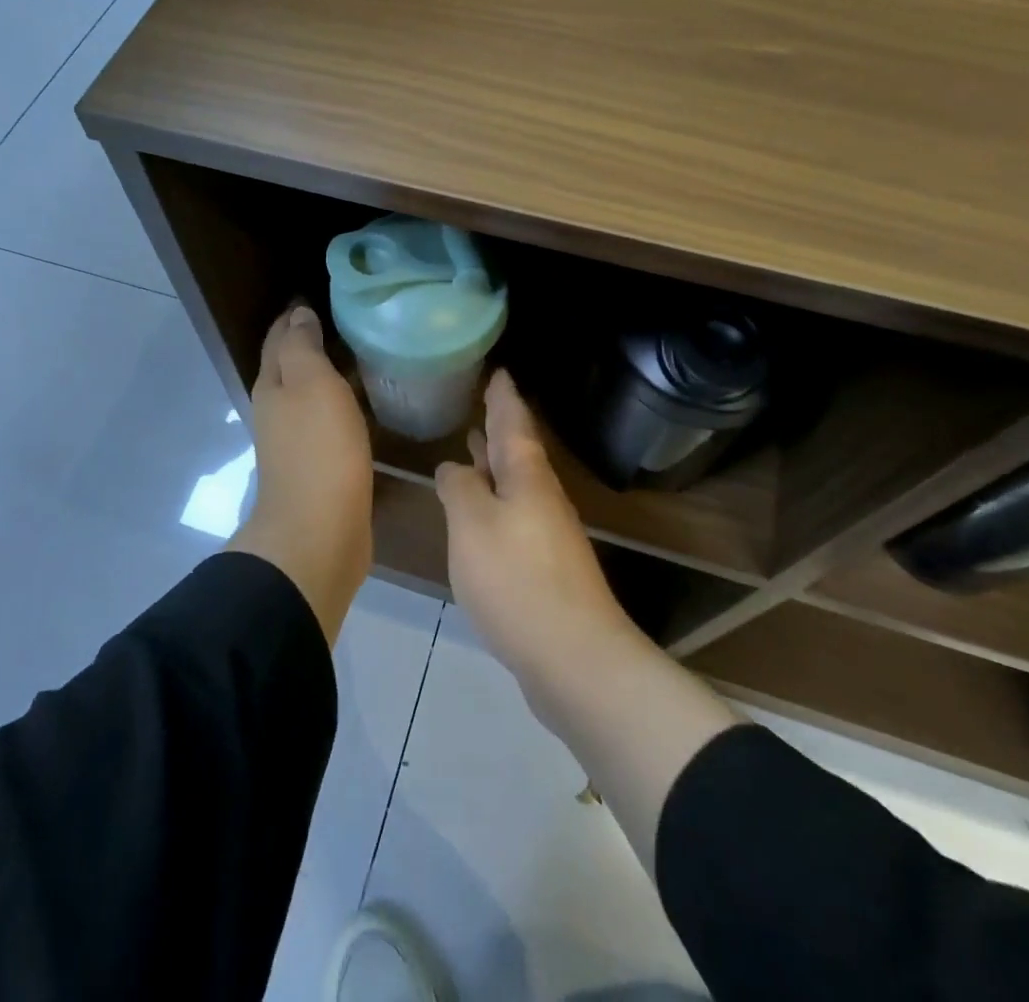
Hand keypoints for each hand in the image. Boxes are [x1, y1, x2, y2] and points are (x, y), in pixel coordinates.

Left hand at [227, 302, 374, 644]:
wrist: (318, 532)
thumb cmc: (318, 450)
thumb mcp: (311, 384)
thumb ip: (303, 347)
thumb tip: (298, 314)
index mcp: (272, 385)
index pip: (279, 338)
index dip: (295, 315)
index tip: (321, 295)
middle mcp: (277, 409)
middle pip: (290, 364)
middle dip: (310, 340)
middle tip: (350, 319)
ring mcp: (295, 440)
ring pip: (309, 393)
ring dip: (327, 373)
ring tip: (362, 354)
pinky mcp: (318, 465)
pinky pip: (327, 420)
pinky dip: (340, 403)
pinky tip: (364, 403)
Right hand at [435, 371, 641, 686]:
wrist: (573, 657)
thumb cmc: (516, 579)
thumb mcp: (472, 524)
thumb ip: (460, 488)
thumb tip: (454, 467)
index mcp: (526, 476)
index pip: (513, 422)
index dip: (503, 396)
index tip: (498, 371)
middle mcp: (541, 497)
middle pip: (518, 450)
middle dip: (500, 426)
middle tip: (484, 401)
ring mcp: (546, 533)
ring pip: (516, 483)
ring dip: (496, 463)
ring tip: (474, 446)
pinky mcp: (544, 567)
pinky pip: (514, 515)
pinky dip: (496, 500)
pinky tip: (480, 514)